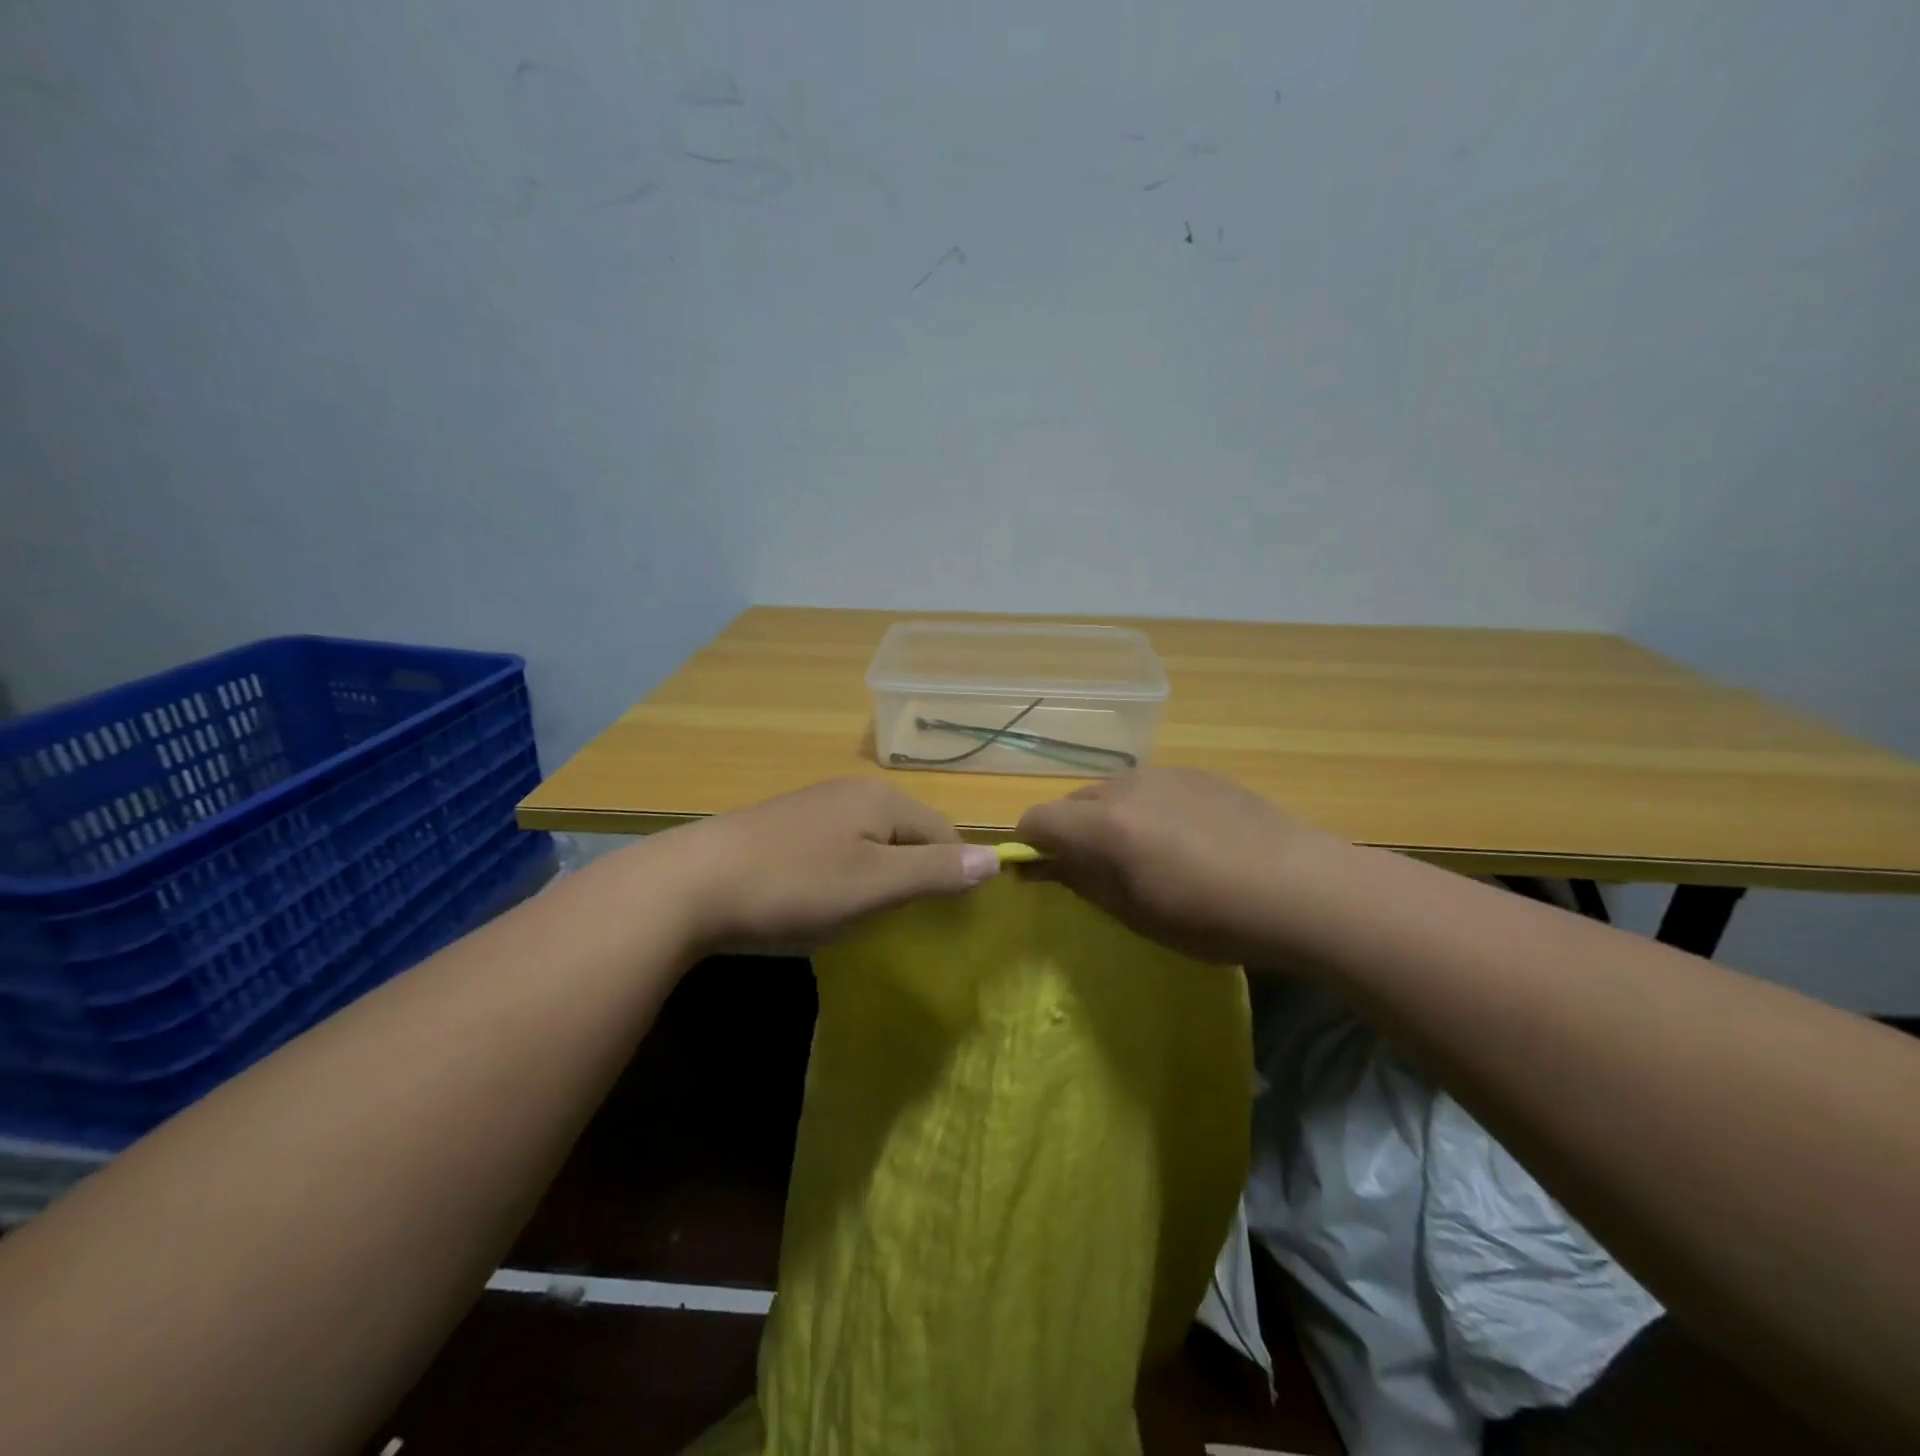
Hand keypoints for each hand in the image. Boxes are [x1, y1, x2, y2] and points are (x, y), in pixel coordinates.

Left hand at [659, 779, 999, 952]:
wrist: (689, 886)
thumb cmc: (795, 886)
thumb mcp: (875, 886)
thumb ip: (936, 872)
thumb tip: (995, 859)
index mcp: (882, 800)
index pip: (944, 831)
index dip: (954, 873)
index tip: (944, 918)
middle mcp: (851, 792)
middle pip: (908, 833)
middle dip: (915, 875)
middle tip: (903, 921)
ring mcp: (814, 806)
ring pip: (871, 842)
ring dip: (879, 877)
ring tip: (864, 916)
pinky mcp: (783, 827)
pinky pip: (836, 848)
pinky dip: (844, 875)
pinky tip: (821, 901)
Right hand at [1014, 768, 1342, 963]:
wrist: (1303, 889)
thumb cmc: (1212, 917)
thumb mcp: (1136, 913)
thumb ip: (1082, 881)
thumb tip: (1044, 866)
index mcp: (1103, 824)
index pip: (1036, 820)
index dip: (1030, 847)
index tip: (1044, 874)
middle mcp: (1125, 787)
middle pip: (1072, 802)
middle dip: (1071, 833)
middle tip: (1099, 872)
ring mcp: (1165, 774)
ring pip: (1111, 792)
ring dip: (1108, 820)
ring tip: (1147, 856)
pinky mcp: (1199, 773)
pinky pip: (1150, 788)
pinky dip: (1146, 809)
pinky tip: (1186, 840)